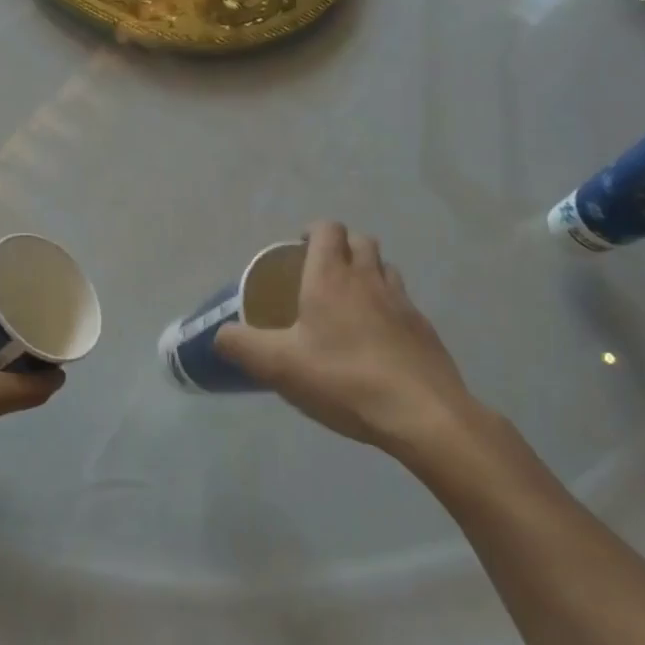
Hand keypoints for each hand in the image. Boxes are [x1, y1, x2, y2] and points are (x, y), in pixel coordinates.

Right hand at [215, 221, 481, 456]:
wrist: (423, 415)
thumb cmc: (344, 379)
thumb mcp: (277, 366)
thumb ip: (241, 345)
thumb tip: (219, 334)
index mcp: (332, 277)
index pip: (328, 229)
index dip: (313, 231)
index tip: (297, 247)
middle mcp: (370, 279)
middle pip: (361, 241)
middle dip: (340, 246)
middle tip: (318, 272)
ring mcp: (403, 304)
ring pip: (385, 268)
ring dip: (366, 271)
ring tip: (348, 301)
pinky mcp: (425, 330)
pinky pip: (402, 302)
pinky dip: (386, 305)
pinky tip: (375, 338)